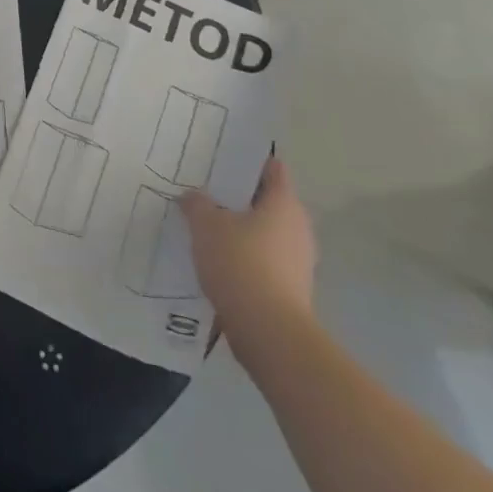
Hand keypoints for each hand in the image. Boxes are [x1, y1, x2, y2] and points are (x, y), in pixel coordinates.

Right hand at [180, 156, 315, 339]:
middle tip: (206, 191)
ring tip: (206, 225)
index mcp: (284, 203)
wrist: (268, 332)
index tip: (221, 159)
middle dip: (239, 197)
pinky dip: (244, 255)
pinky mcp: (291, 288)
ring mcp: (299, 261)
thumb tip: (193, 196)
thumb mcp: (206, 224)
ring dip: (241, 228)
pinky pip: (264, 259)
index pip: (272, 168)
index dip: (248, 161)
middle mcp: (298, 227)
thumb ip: (197, 203)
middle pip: (267, 201)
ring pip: (265, 232)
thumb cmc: (240, 263)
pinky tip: (217, 259)